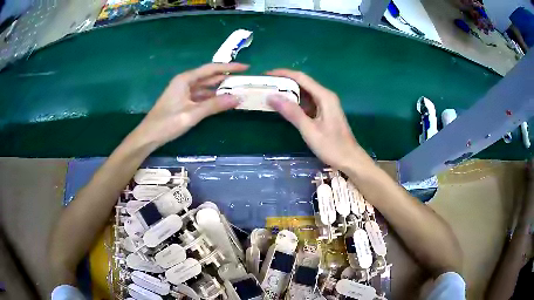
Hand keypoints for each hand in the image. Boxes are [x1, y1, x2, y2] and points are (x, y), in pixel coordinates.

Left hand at [133, 63, 248, 146]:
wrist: (148, 136)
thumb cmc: (167, 123)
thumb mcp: (192, 114)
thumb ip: (214, 105)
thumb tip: (237, 98)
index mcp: (185, 79)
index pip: (211, 69)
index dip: (229, 67)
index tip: (246, 68)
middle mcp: (185, 82)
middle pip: (209, 76)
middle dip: (226, 78)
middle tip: (245, 80)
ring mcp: (184, 92)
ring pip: (206, 87)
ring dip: (220, 89)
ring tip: (238, 90)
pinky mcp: (183, 101)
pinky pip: (201, 96)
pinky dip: (212, 98)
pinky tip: (223, 101)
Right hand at [266, 69, 370, 170]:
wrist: (350, 160)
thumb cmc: (332, 146)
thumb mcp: (309, 130)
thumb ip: (291, 112)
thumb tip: (272, 96)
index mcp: (324, 96)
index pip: (301, 77)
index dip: (283, 74)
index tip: (266, 75)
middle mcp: (325, 96)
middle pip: (302, 83)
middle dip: (283, 82)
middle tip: (265, 85)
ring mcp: (325, 104)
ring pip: (304, 93)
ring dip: (288, 92)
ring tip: (270, 94)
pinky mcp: (323, 113)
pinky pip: (307, 103)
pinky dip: (295, 103)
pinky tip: (284, 107)